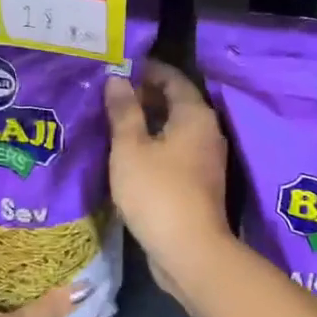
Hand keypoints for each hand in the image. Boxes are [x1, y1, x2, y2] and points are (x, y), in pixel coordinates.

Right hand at [104, 61, 232, 293]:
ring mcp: (205, 159)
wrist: (189, 250)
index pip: (173, 78)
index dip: (146, 70)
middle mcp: (207, 131)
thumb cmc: (157, 192)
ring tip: (113, 121)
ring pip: (175, 129)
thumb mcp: (131, 148)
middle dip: (145, 96)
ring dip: (148, 123)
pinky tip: (129, 154)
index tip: (119, 67)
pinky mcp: (198, 183)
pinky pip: (175, 152)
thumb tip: (117, 79)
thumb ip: (123, 111)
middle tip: (109, 94)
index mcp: (195, 115)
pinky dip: (154, 145)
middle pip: (176, 103)